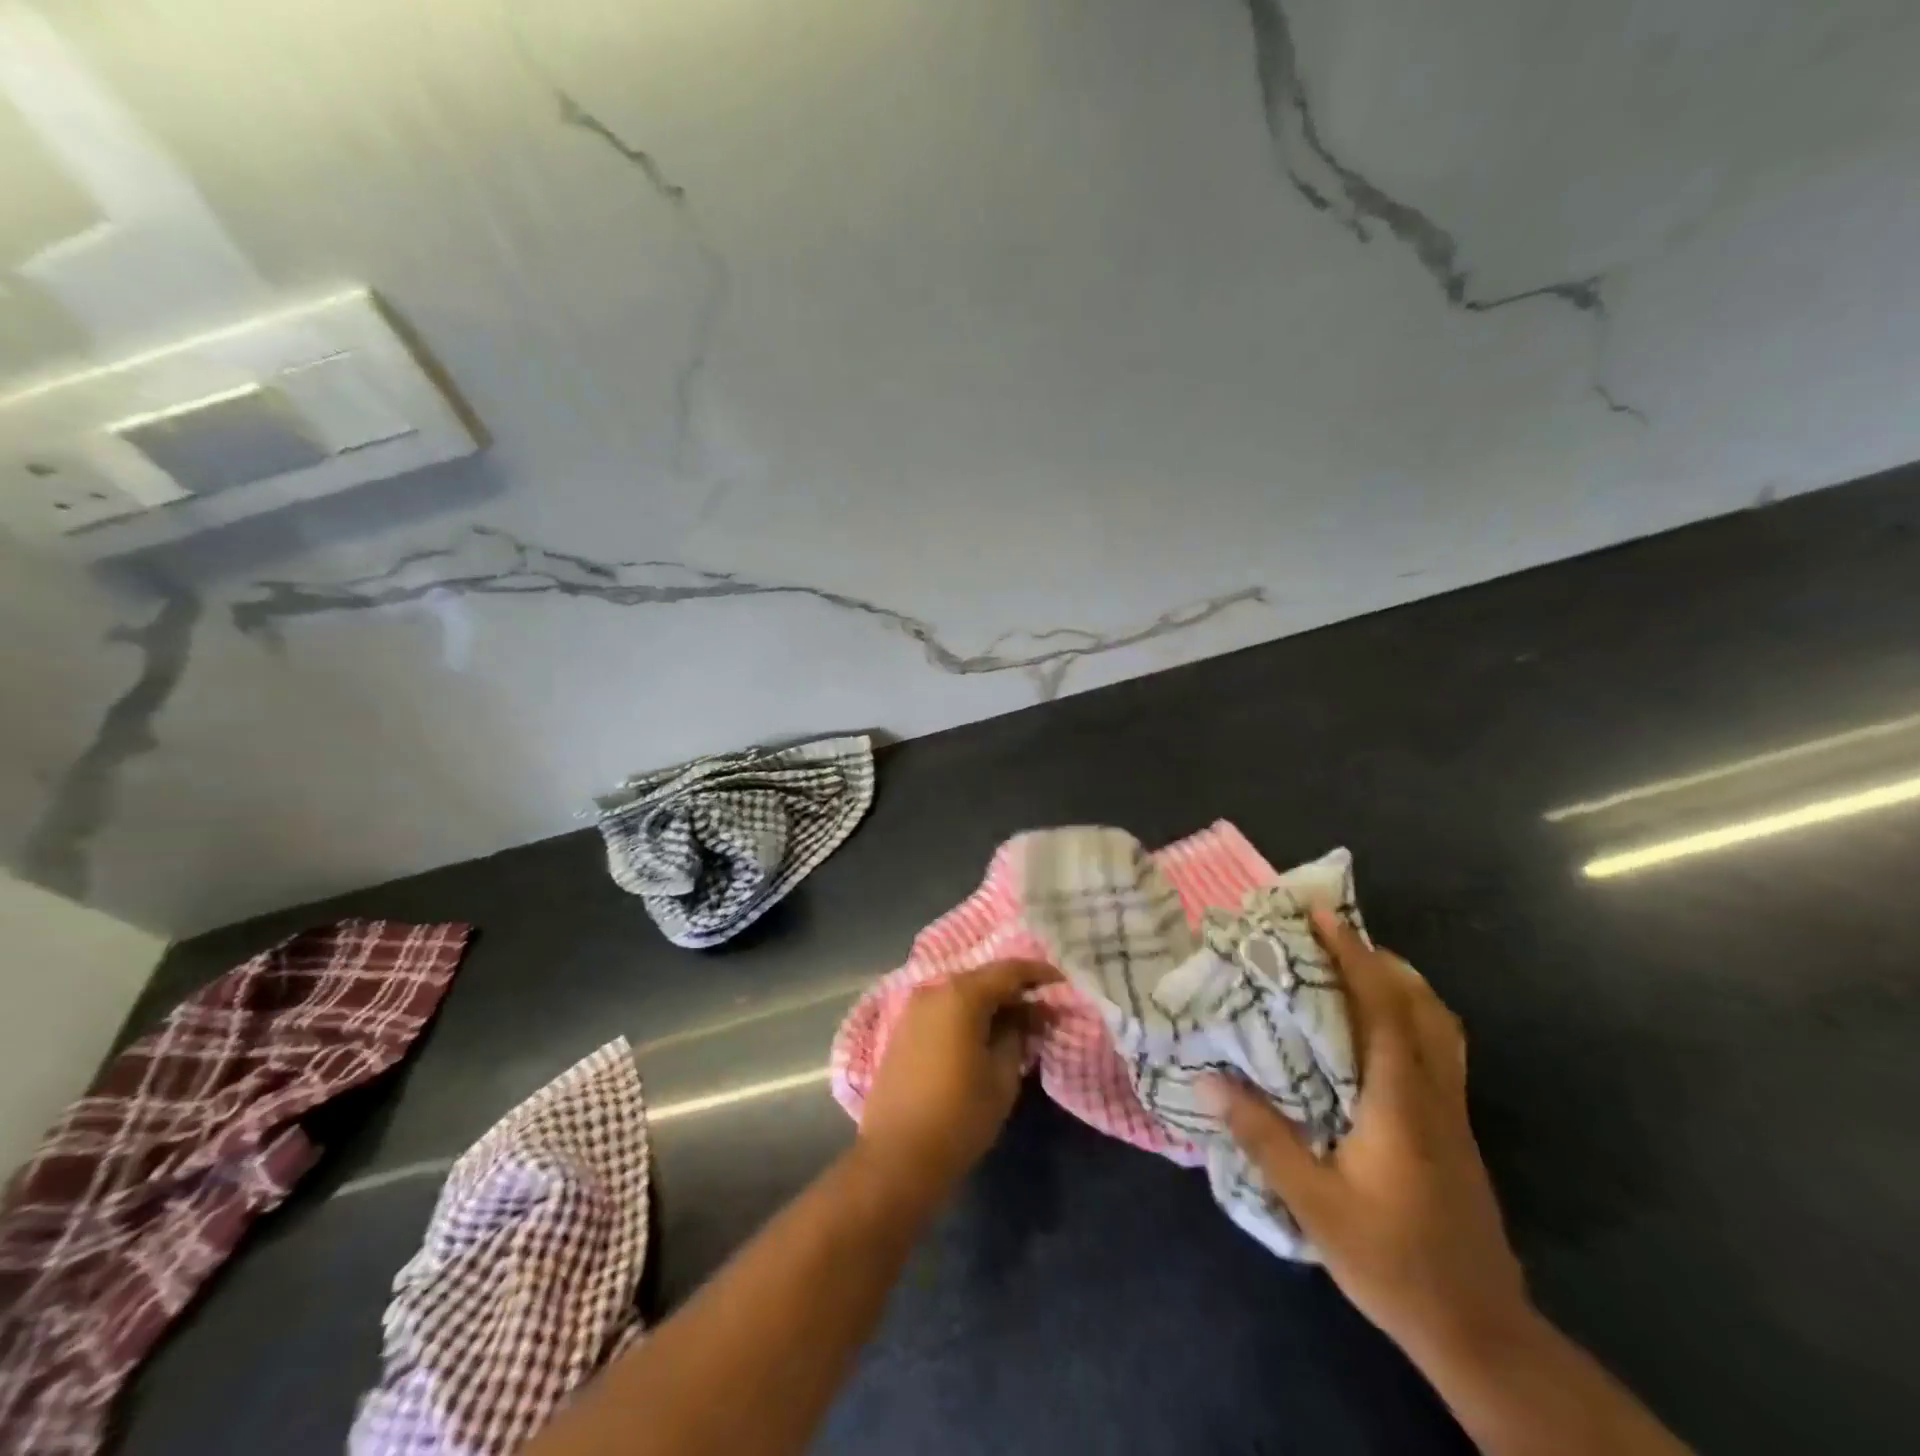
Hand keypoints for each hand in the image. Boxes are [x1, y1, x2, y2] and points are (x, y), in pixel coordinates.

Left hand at [858, 959, 1060, 1204]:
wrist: (896, 1156)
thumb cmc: (959, 1115)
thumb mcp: (1002, 1076)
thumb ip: (1018, 1033)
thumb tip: (1028, 1013)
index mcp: (961, 995)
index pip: (1009, 970)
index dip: (1039, 974)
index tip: (1062, 985)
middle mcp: (934, 990)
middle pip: (983, 978)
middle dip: (1014, 989)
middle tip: (1043, 1009)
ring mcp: (914, 1008)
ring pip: (962, 993)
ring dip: (990, 1003)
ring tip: (1017, 1023)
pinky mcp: (903, 1029)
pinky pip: (944, 1009)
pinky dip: (967, 1014)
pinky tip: (984, 1034)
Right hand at [1203, 909, 1529, 1364]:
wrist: (1479, 1330)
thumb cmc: (1392, 1261)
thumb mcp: (1314, 1203)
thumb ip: (1264, 1137)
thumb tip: (1210, 1079)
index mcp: (1401, 1101)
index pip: (1383, 1008)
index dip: (1355, 956)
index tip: (1323, 917)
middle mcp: (1434, 1094)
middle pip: (1421, 1006)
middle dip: (1379, 959)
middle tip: (1331, 936)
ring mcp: (1453, 1113)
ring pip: (1440, 1026)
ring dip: (1401, 985)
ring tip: (1355, 969)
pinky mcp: (1456, 1131)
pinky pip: (1439, 1050)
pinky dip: (1412, 1016)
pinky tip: (1376, 1032)